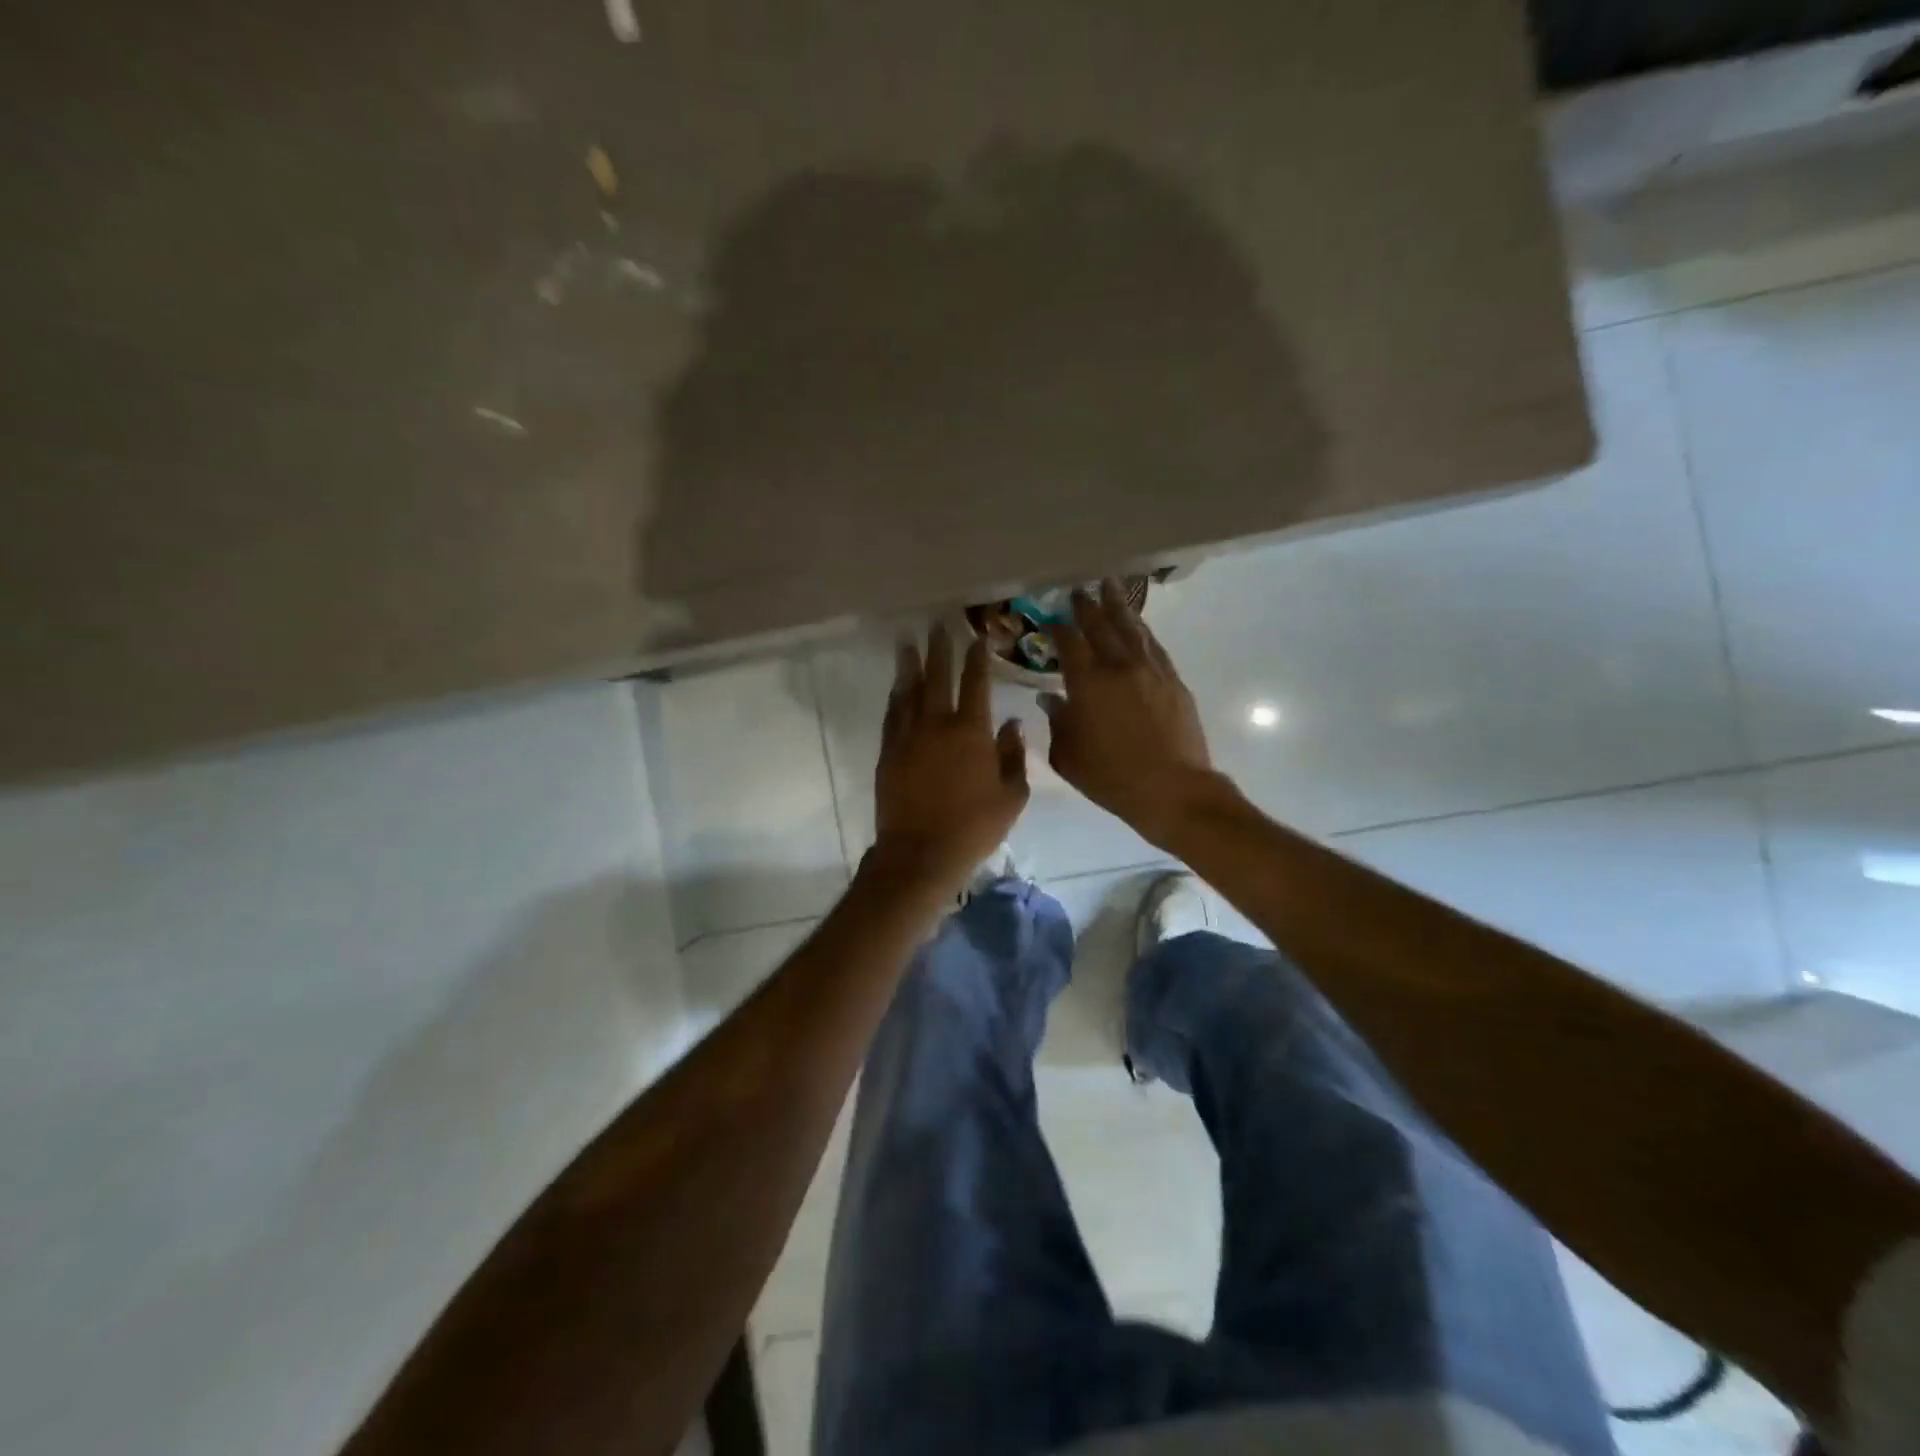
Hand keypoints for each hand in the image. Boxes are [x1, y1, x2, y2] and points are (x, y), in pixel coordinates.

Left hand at [870, 626, 1029, 894]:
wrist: (921, 852)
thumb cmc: (974, 827)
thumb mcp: (1011, 796)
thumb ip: (1014, 755)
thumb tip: (1012, 724)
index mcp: (972, 731)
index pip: (976, 683)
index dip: (977, 658)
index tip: (977, 637)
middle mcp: (938, 724)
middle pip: (938, 677)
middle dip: (939, 649)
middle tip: (936, 626)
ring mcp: (908, 736)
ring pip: (909, 691)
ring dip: (910, 665)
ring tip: (907, 643)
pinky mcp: (888, 752)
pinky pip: (892, 715)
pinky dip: (896, 697)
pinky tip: (897, 687)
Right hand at [1040, 580, 1215, 847]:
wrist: (1172, 789)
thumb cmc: (1111, 778)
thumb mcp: (1068, 757)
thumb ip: (1057, 722)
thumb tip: (1051, 698)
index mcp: (1087, 683)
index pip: (1069, 642)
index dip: (1058, 627)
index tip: (1051, 618)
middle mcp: (1119, 666)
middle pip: (1101, 626)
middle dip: (1087, 606)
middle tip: (1078, 590)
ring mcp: (1150, 670)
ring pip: (1131, 628)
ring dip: (1118, 606)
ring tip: (1109, 587)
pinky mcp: (1173, 680)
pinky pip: (1153, 645)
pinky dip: (1142, 630)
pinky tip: (1137, 624)